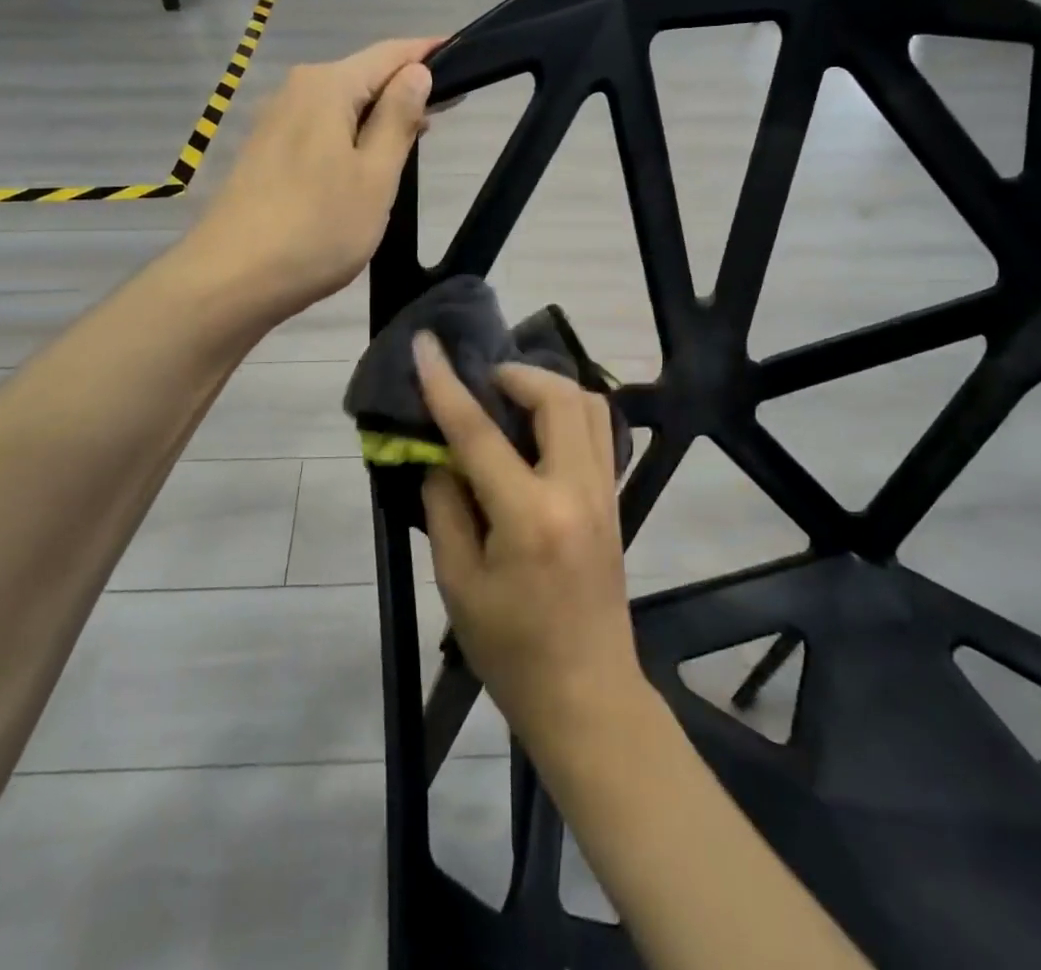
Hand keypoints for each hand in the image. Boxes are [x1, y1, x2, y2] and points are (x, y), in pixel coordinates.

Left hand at [194, 37, 435, 323]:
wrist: (232, 279)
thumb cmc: (317, 228)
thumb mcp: (375, 176)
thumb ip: (398, 119)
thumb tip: (416, 72)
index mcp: (327, 86)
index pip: (390, 53)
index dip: (428, 53)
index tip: (466, 59)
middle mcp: (297, 90)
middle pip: (363, 76)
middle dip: (405, 88)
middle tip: (449, 112)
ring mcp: (276, 121)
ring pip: (341, 104)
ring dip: (379, 115)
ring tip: (416, 137)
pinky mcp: (266, 151)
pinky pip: (320, 127)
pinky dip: (351, 134)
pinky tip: (367, 160)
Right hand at [414, 333, 647, 753]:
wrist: (587, 695)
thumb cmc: (511, 650)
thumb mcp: (458, 583)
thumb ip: (446, 506)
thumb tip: (440, 454)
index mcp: (529, 516)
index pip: (479, 432)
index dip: (446, 384)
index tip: (425, 344)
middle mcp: (575, 491)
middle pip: (557, 398)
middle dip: (515, 374)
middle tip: (481, 382)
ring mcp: (604, 493)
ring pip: (589, 405)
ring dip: (548, 387)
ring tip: (510, 399)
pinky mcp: (614, 500)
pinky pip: (599, 431)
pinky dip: (569, 410)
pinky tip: (538, 429)